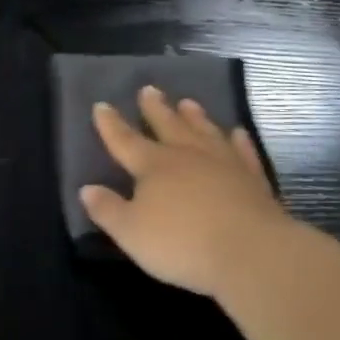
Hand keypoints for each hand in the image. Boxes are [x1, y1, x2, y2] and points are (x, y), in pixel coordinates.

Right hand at [80, 85, 295, 298]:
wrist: (250, 251)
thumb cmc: (182, 243)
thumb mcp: (131, 233)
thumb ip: (108, 210)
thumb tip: (86, 189)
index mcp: (153, 166)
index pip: (125, 140)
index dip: (111, 124)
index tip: (102, 105)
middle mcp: (187, 156)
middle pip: (167, 125)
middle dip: (155, 109)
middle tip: (149, 89)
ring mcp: (223, 164)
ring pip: (205, 131)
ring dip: (195, 117)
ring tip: (188, 102)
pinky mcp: (253, 179)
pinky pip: (243, 153)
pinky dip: (239, 142)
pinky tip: (237, 133)